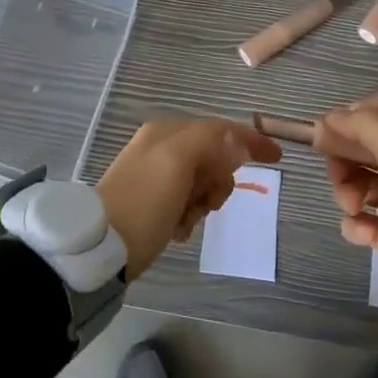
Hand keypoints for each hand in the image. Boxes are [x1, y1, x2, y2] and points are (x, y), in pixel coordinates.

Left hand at [95, 117, 280, 280]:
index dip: (249, 139)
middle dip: (217, 182)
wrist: (100, 249)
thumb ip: (210, 142)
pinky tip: (176, 229)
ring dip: (202, 203)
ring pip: (202, 183)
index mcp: (166, 131)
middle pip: (212, 158)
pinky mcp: (150, 203)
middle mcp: (159, 147)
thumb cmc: (143, 203)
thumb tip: (238, 141)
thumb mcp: (177, 163)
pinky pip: (186, 203)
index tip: (277, 157)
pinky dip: (189, 216)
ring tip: (186, 220)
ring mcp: (154, 175)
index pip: (219, 128)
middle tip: (206, 203)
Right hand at [314, 109, 377, 323]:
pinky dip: (357, 224)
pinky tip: (364, 232)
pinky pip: (362, 219)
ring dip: (348, 193)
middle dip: (345, 161)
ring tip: (354, 208)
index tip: (319, 133)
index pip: (376, 119)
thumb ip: (364, 126)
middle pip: (364, 152)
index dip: (347, 123)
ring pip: (359, 184)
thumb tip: (332, 116)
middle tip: (335, 174)